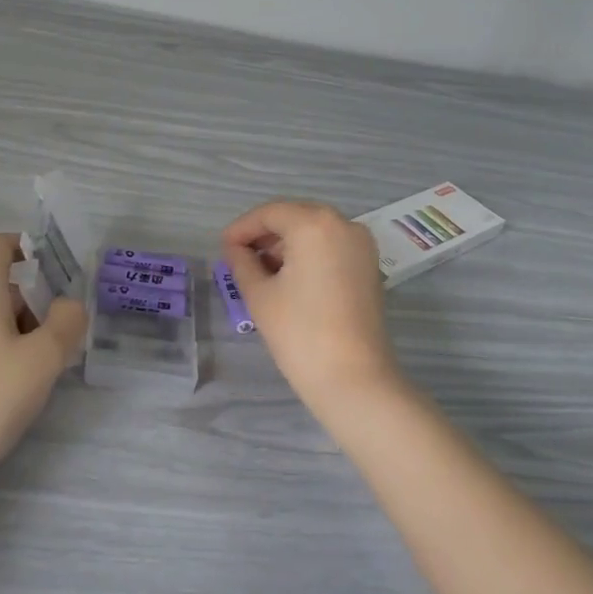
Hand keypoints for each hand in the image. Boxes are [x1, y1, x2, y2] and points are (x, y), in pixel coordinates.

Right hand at [221, 200, 402, 422]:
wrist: (354, 380)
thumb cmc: (300, 333)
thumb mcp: (260, 295)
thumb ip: (242, 262)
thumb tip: (235, 248)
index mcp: (314, 224)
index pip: (269, 213)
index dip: (242, 228)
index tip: (223, 248)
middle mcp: (343, 224)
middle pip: (294, 217)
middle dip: (265, 234)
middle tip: (239, 258)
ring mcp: (362, 245)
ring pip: (314, 231)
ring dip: (286, 244)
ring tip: (261, 272)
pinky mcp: (370, 266)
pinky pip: (332, 246)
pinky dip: (309, 254)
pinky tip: (289, 278)